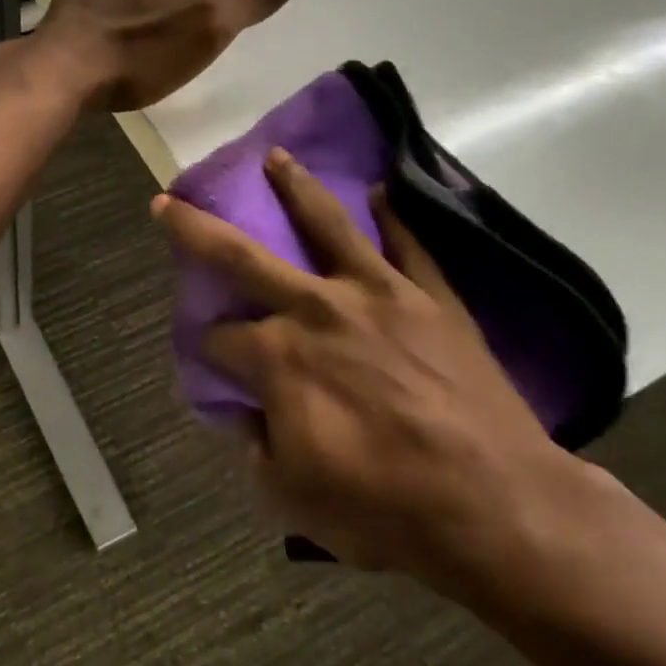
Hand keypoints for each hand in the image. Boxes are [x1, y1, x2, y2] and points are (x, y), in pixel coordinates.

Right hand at [157, 149, 612, 603]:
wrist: (497, 506)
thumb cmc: (383, 508)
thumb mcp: (291, 495)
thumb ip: (255, 446)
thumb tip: (244, 416)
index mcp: (277, 357)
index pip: (219, 340)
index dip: (207, 351)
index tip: (213, 365)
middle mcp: (316, 309)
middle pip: (242, 257)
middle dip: (195, 229)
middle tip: (168, 202)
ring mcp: (378, 295)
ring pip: (326, 225)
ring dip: (294, 187)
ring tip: (275, 157)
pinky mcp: (431, 298)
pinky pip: (409, 244)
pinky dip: (394, 216)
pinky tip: (380, 191)